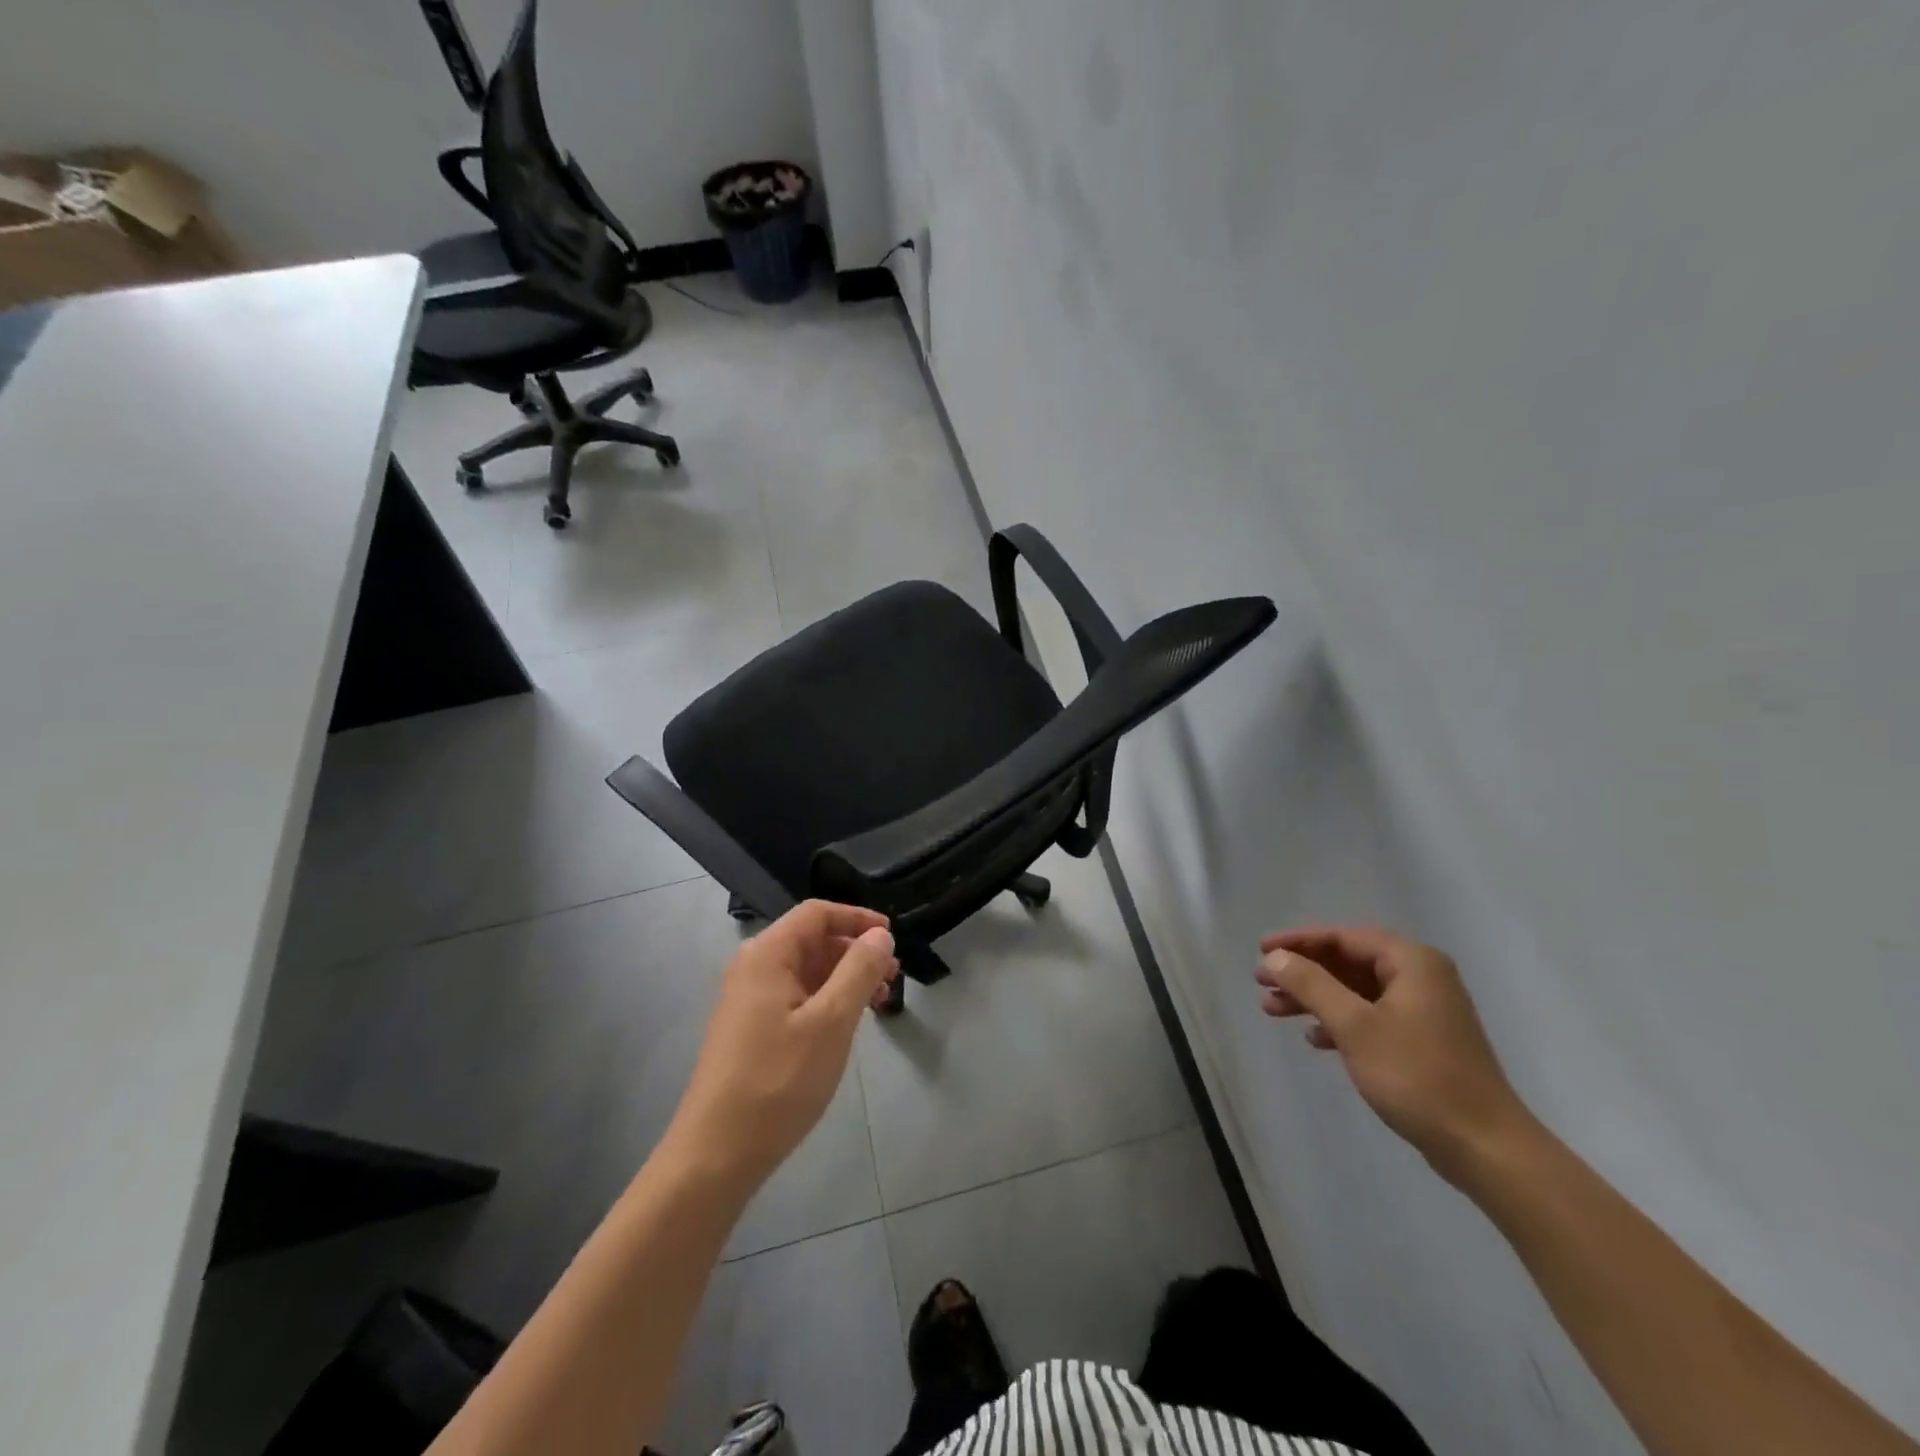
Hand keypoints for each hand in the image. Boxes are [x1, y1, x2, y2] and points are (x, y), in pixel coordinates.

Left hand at [665, 901, 899, 1194]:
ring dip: (845, 978)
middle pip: (813, 940)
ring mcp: (750, 1000)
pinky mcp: (752, 1029)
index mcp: (767, 955)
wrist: (716, 1155)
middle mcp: (754, 967)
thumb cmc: (778, 1081)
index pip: (817, 913)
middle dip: (855, 951)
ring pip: (807, 971)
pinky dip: (828, 1000)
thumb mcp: (831, 1022)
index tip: (892, 938)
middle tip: (892, 977)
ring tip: (879, 1002)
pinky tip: (848, 1024)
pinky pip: (797, 997)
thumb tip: (880, 936)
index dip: (857, 918)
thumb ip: (859, 971)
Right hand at [1256, 925, 1531, 1182]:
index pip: (1342, 937)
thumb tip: (1275, 956)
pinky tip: (1314, 1038)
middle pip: (1347, 962)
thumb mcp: (1354, 1026)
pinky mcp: (1423, 1040)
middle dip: (1302, 972)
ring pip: (1355, 991)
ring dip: (1314, 998)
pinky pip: (1370, 1016)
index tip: (1260, 951)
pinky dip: (1339, 1021)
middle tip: (1261, 982)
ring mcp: (1424, 1010)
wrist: (1486, 1148)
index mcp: (1411, 962)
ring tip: (1272, 1010)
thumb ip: (1311, 985)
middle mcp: (1421, 977)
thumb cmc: (1417, 1076)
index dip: (1297, 941)